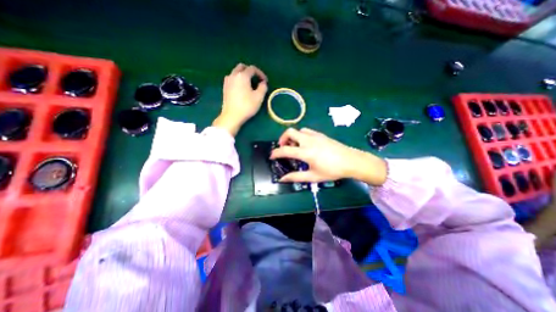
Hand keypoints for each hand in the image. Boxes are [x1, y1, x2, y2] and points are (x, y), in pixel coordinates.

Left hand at [212, 62, 267, 134]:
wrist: (231, 116)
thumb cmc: (246, 106)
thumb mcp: (259, 97)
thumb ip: (263, 87)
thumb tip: (263, 83)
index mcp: (242, 76)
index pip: (252, 69)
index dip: (260, 73)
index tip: (265, 81)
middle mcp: (233, 75)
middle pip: (242, 67)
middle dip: (250, 71)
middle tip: (256, 79)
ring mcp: (227, 81)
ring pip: (236, 73)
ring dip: (243, 75)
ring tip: (249, 84)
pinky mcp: (224, 88)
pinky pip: (232, 79)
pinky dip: (238, 80)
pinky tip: (241, 89)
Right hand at [270, 128, 386, 186]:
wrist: (351, 161)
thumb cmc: (332, 171)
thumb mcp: (313, 176)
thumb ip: (296, 177)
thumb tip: (282, 179)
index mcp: (306, 152)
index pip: (285, 150)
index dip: (275, 153)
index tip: (271, 156)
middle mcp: (308, 141)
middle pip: (290, 132)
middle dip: (282, 139)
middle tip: (283, 148)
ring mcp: (315, 136)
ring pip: (298, 131)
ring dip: (292, 137)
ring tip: (294, 147)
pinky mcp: (321, 135)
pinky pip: (306, 131)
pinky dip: (301, 136)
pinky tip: (305, 144)